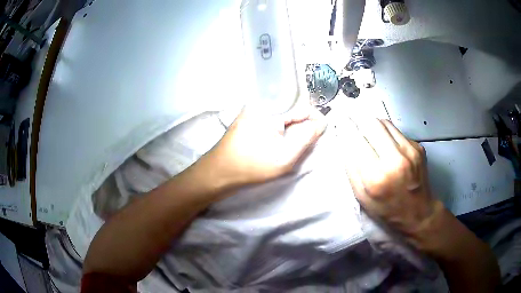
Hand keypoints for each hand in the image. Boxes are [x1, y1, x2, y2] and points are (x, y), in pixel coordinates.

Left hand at [202, 106, 326, 189]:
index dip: (314, 119)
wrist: (218, 172)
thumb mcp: (285, 156)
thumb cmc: (251, 166)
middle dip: (302, 124)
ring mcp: (253, 110)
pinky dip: (280, 129)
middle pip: (292, 108)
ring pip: (282, 114)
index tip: (319, 134)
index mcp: (270, 107)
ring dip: (292, 127)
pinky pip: (271, 118)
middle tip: (305, 143)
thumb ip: (306, 138)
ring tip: (292, 144)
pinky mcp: (249, 118)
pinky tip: (280, 141)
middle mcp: (261, 102)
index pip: (302, 106)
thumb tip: (321, 123)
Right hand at [341, 116, 436, 236]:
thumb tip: (344, 142)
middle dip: (358, 118)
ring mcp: (410, 151)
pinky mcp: (418, 147)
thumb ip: (351, 169)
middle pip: (371, 124)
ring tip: (366, 128)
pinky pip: (396, 130)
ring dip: (372, 123)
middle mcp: (395, 159)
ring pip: (385, 122)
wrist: (419, 213)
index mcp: (377, 177)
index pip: (356, 141)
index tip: (339, 119)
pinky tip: (384, 140)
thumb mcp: (362, 197)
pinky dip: (386, 131)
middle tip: (350, 117)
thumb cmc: (387, 210)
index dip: (346, 127)